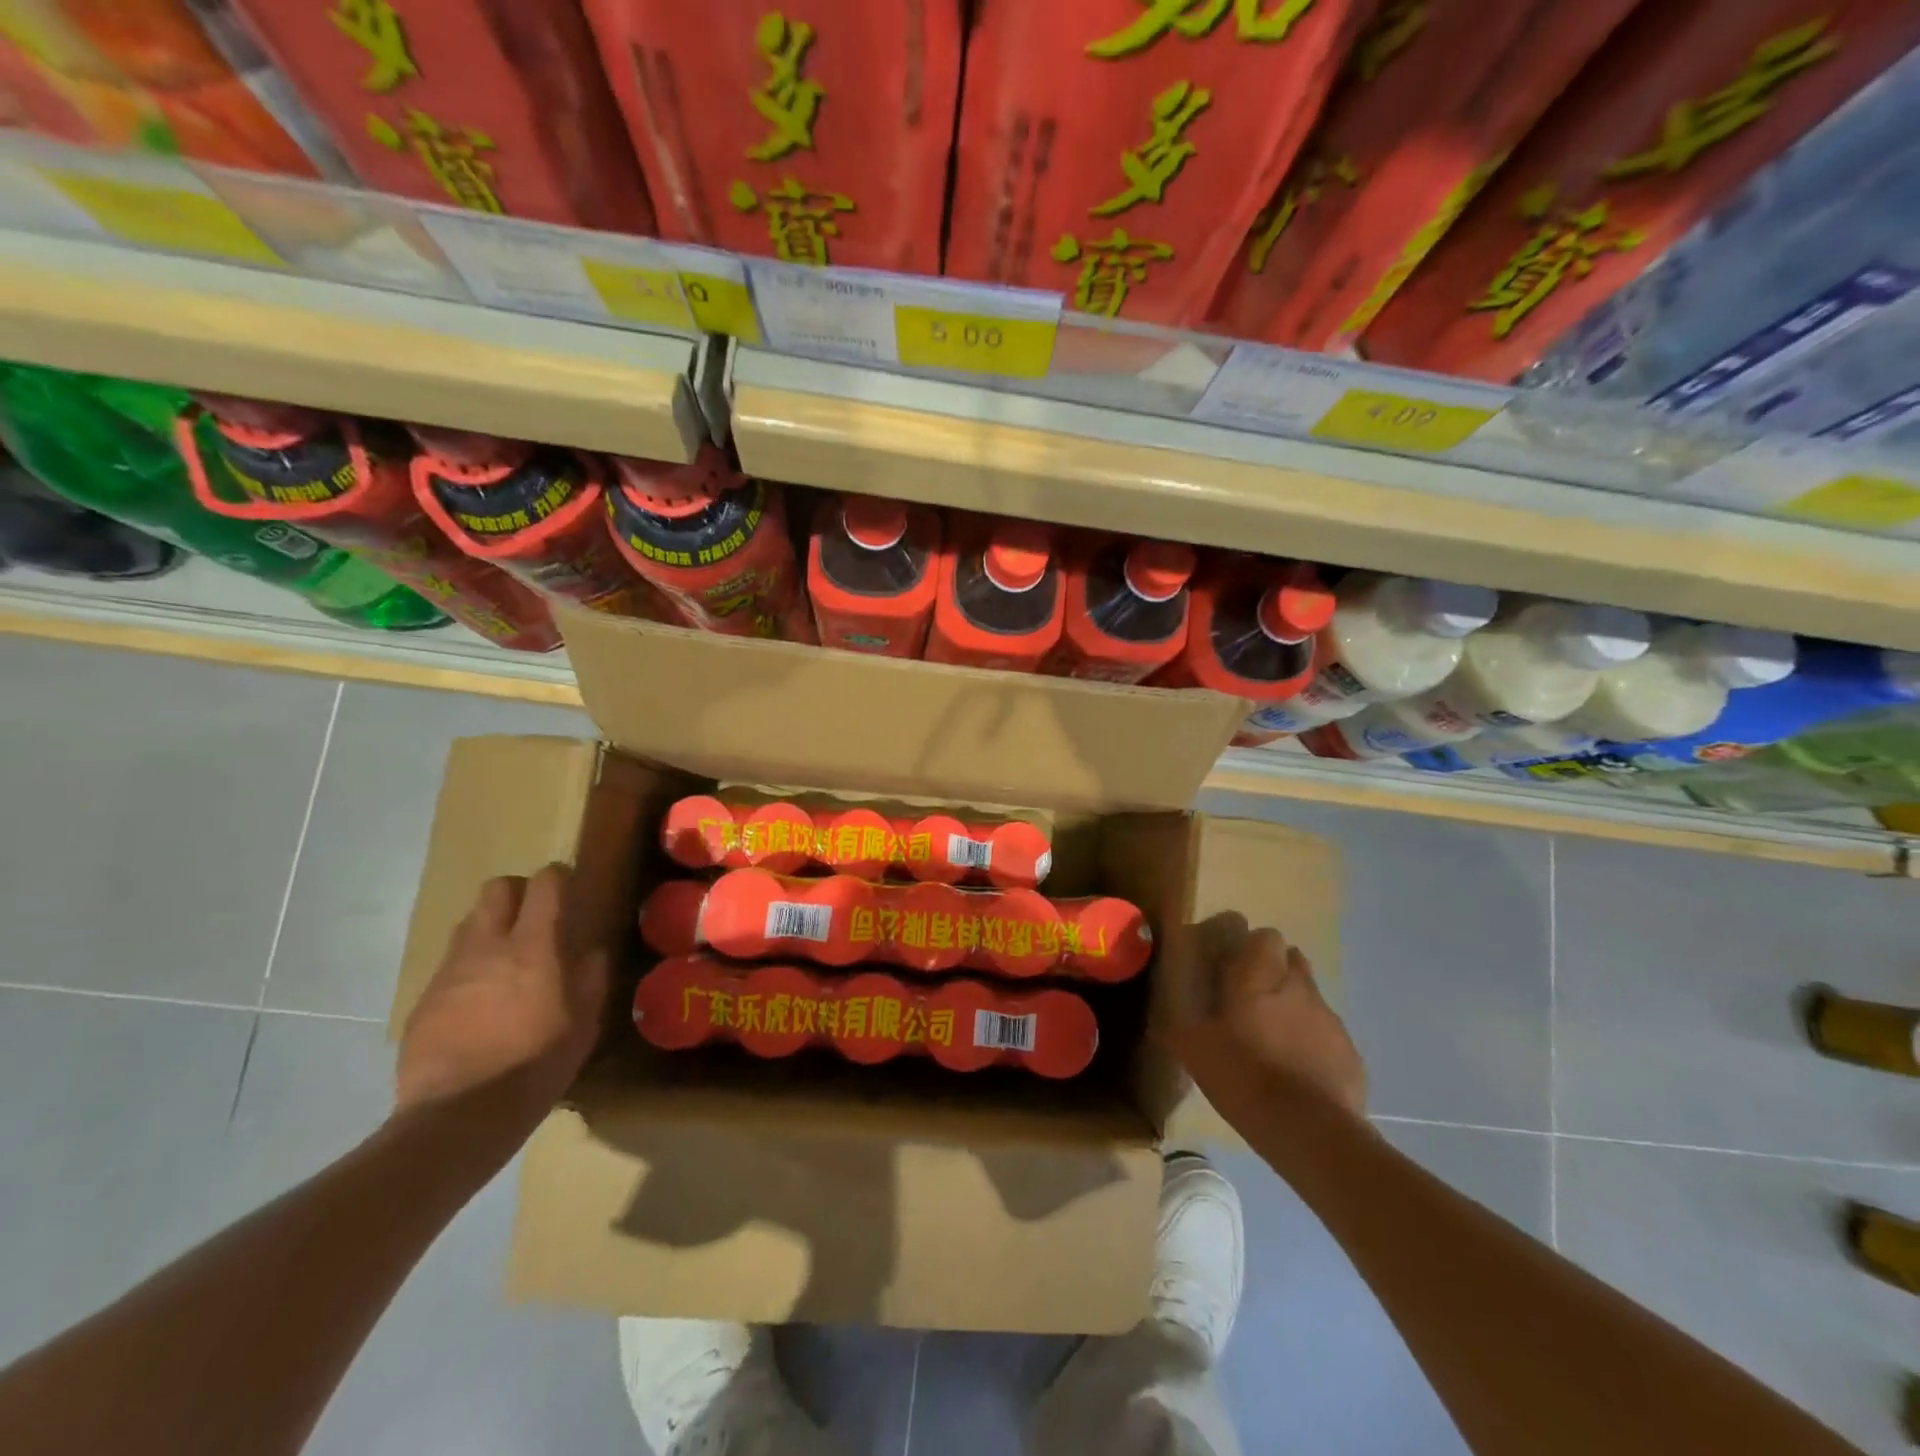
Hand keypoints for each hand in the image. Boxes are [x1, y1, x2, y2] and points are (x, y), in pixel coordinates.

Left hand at [394, 864, 608, 1121]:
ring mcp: (450, 972)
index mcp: (532, 947)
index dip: (558, 878)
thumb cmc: (535, 1065)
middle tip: (534, 917)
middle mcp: (487, 947)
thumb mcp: (583, 1024)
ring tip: (507, 961)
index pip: (543, 884)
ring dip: (490, 929)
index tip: (570, 890)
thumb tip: (591, 953)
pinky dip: (469, 969)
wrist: (458, 1117)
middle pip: (495, 889)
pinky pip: (450, 966)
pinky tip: (480, 1004)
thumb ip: (590, 979)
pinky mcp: (424, 1000)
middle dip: (517, 892)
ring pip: (468, 924)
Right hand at [1171, 926, 1366, 1132]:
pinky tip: (1298, 1073)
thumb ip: (1178, 1027)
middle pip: (1293, 961)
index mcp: (1260, 978)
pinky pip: (1328, 1036)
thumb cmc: (1243, 1075)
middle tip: (1252, 1001)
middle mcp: (1299, 988)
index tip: (1235, 968)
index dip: (1253, 948)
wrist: (1309, 1130)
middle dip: (1276, 973)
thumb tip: (1158, 1022)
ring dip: (1295, 1009)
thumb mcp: (1194, 1051)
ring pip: (1312, 998)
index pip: (1266, 936)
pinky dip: (1314, 1044)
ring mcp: (1330, 1020)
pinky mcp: (1350, 1054)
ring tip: (1274, 1041)